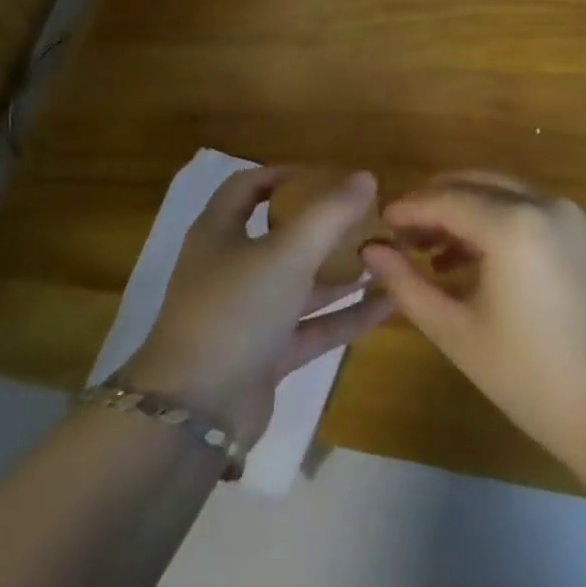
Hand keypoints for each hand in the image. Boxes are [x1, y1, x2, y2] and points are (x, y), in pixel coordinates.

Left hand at [122, 167, 393, 446]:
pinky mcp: (267, 353)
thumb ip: (329, 213)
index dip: (286, 175)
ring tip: (387, 256)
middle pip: (281, 234)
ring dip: (341, 271)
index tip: (328, 175)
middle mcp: (231, 267)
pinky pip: (312, 325)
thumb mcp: (287, 253)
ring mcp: (248, 313)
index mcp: (219, 232)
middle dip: (324, 226)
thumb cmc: (236, 310)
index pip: (249, 186)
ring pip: (301, 283)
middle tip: (368, 217)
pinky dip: (345, 314)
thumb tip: (365, 176)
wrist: (198, 411)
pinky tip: (388, 303)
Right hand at [362, 172, 585, 473]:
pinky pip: (527, 209)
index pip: (445, 198)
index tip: (380, 225)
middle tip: (401, 235)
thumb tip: (371, 250)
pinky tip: (471, 259)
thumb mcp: (458, 332)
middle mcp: (544, 204)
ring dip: (464, 209)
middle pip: (474, 183)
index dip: (408, 209)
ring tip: (430, 251)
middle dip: (434, 202)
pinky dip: (494, 220)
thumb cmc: (533, 379)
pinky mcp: (584, 234)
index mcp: (513, 223)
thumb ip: (408, 284)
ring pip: (501, 192)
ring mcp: (570, 216)